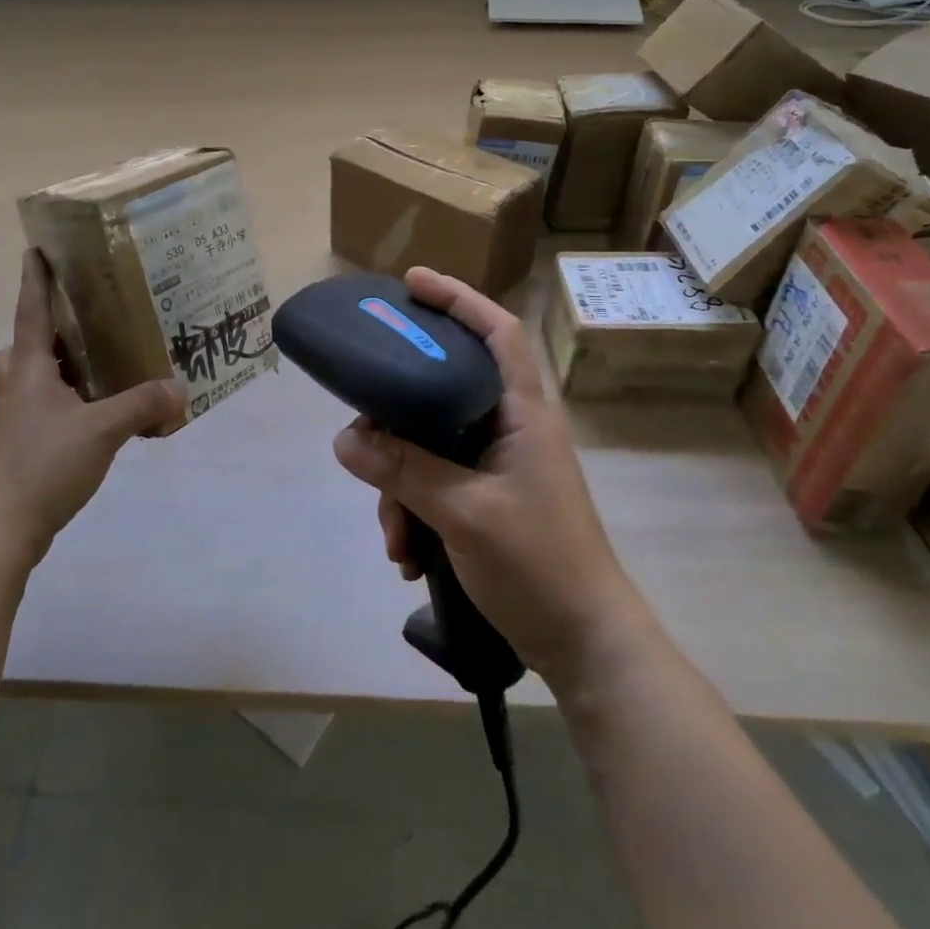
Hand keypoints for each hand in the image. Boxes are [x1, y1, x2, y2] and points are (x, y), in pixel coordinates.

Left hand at [0, 250, 185, 563]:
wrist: (0, 527)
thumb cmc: (42, 464)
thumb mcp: (101, 430)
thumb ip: (142, 406)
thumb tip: (181, 387)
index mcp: (29, 369)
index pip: (31, 311)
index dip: (34, 279)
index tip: (34, 249)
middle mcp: (17, 387)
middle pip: (24, 346)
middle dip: (47, 332)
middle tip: (82, 327)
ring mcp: (16, 419)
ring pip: (34, 380)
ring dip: (59, 370)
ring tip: (100, 369)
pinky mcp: (23, 446)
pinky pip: (46, 409)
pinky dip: (68, 404)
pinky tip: (99, 417)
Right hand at [332, 267, 638, 682]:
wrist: (585, 645)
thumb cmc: (540, 565)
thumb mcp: (464, 513)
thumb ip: (404, 470)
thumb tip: (344, 438)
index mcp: (523, 413)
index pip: (497, 331)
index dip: (458, 298)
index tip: (411, 283)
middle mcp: (509, 428)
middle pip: (442, 389)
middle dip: (397, 420)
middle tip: (364, 434)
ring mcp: (497, 465)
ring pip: (428, 445)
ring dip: (400, 486)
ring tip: (394, 539)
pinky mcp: (485, 497)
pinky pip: (433, 482)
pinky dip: (413, 510)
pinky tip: (407, 556)